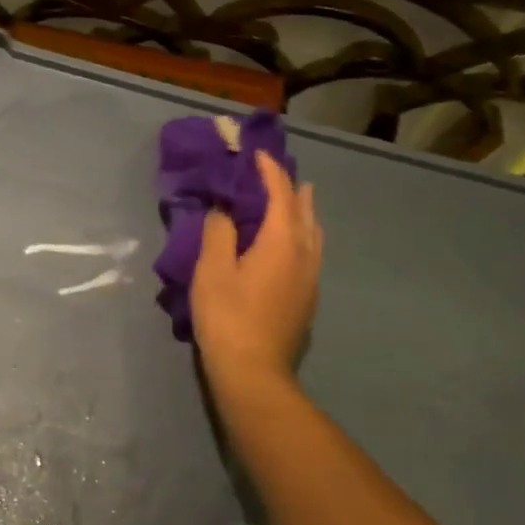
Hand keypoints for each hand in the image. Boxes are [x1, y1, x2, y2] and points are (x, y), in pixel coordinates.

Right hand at [190, 150, 322, 385]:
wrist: (253, 371)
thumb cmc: (227, 316)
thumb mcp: (212, 270)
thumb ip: (219, 233)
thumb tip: (223, 211)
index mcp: (282, 241)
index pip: (280, 194)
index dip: (269, 170)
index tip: (256, 153)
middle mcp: (304, 253)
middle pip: (304, 210)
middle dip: (291, 187)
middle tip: (275, 172)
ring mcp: (310, 277)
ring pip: (313, 232)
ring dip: (302, 210)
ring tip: (294, 199)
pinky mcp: (308, 297)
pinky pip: (311, 250)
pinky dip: (302, 232)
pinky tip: (290, 242)